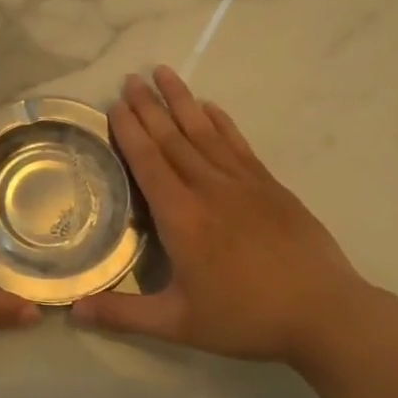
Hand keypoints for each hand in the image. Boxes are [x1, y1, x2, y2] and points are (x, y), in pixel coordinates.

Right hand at [71, 67, 393, 372]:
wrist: (324, 312)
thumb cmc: (246, 318)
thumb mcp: (178, 325)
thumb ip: (123, 315)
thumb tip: (72, 310)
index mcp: (181, 217)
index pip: (148, 162)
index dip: (130, 131)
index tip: (116, 104)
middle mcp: (208, 188)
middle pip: (172, 138)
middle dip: (149, 106)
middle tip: (130, 79)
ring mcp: (243, 183)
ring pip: (204, 132)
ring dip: (181, 101)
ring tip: (163, 72)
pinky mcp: (270, 186)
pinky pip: (238, 144)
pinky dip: (221, 121)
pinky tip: (210, 106)